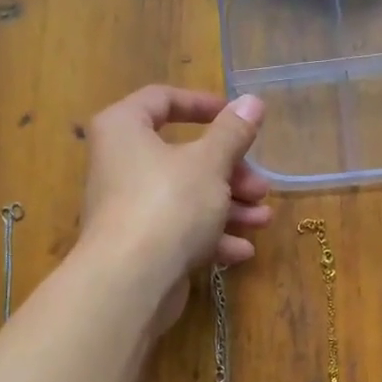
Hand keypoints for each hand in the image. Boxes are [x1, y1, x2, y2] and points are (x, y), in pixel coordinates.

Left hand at [79, 86, 270, 330]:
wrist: (130, 281)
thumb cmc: (168, 204)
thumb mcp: (210, 163)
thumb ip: (233, 132)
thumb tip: (251, 101)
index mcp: (123, 129)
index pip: (160, 100)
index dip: (202, 104)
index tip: (237, 117)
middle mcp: (118, 164)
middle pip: (181, 157)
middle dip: (229, 172)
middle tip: (260, 186)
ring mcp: (127, 208)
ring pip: (184, 198)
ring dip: (228, 207)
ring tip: (262, 220)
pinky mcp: (138, 246)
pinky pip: (177, 232)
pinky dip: (209, 237)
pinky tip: (241, 251)